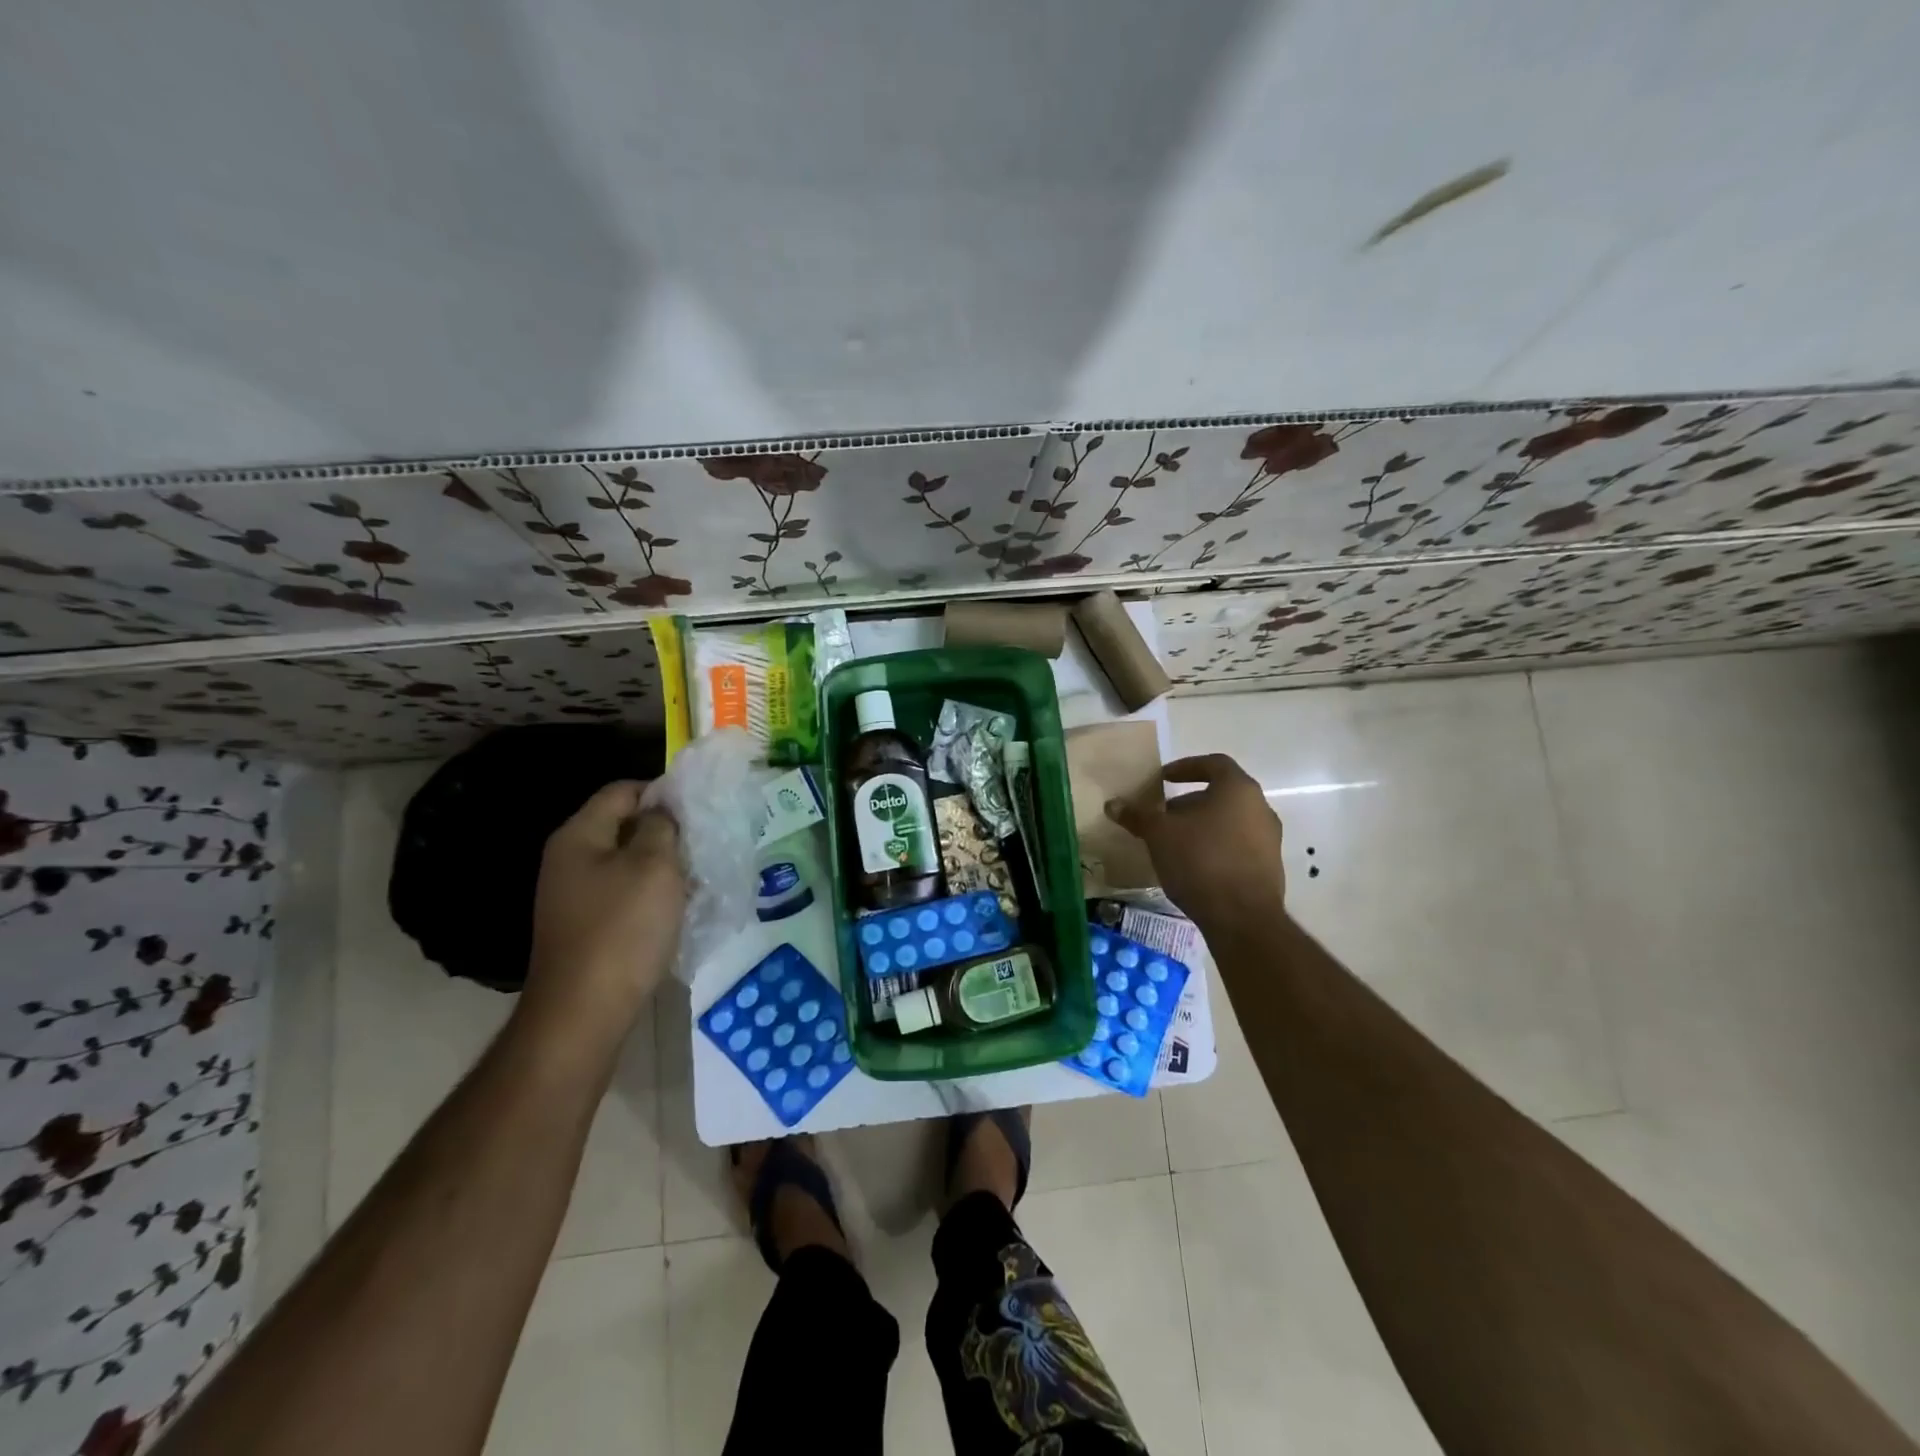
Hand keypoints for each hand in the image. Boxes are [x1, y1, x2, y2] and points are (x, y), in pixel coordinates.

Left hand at [520, 781, 685, 1043]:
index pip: (622, 791)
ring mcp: (574, 896)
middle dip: (666, 831)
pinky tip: (677, 909)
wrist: (584, 1012)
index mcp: (578, 836)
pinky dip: (651, 895)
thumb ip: (662, 826)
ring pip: (627, 863)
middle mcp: (569, 860)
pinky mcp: (585, 926)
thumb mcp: (654, 866)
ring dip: (662, 866)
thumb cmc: (622, 929)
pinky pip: (624, 894)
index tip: (699, 810)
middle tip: (703, 844)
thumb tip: (663, 810)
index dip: (662, 792)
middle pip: (623, 826)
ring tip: (697, 877)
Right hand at [1105, 754, 1285, 928]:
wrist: (1242, 918)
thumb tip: (1113, 804)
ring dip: (1202, 826)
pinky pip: (1238, 846)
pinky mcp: (1270, 867)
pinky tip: (1194, 866)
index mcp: (1238, 789)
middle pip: (1221, 794)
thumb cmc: (1200, 860)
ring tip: (1174, 843)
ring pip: (1230, 821)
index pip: (1214, 764)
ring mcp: (1269, 839)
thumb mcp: (1159, 834)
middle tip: (1163, 816)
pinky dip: (1216, 847)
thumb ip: (1137, 815)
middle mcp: (1261, 808)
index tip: (1163, 779)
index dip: (1186, 767)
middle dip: (1189, 803)